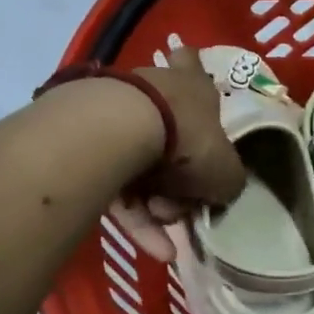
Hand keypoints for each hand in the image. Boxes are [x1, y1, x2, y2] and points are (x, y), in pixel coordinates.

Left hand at [112, 47, 244, 261]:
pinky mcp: (85, 146)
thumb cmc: (186, 140)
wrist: (117, 133)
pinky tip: (153, 249)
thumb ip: (227, 180)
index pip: (192, 63)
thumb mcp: (226, 171)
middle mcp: (152, 92)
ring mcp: (114, 115)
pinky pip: (116, 186)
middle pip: (169, 131)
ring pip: (142, 165)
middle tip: (184, 201)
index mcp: (191, 86)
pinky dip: (135, 218)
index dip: (193, 71)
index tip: (191, 90)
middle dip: (178, 174)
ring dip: (156, 203)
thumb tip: (219, 191)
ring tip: (163, 228)